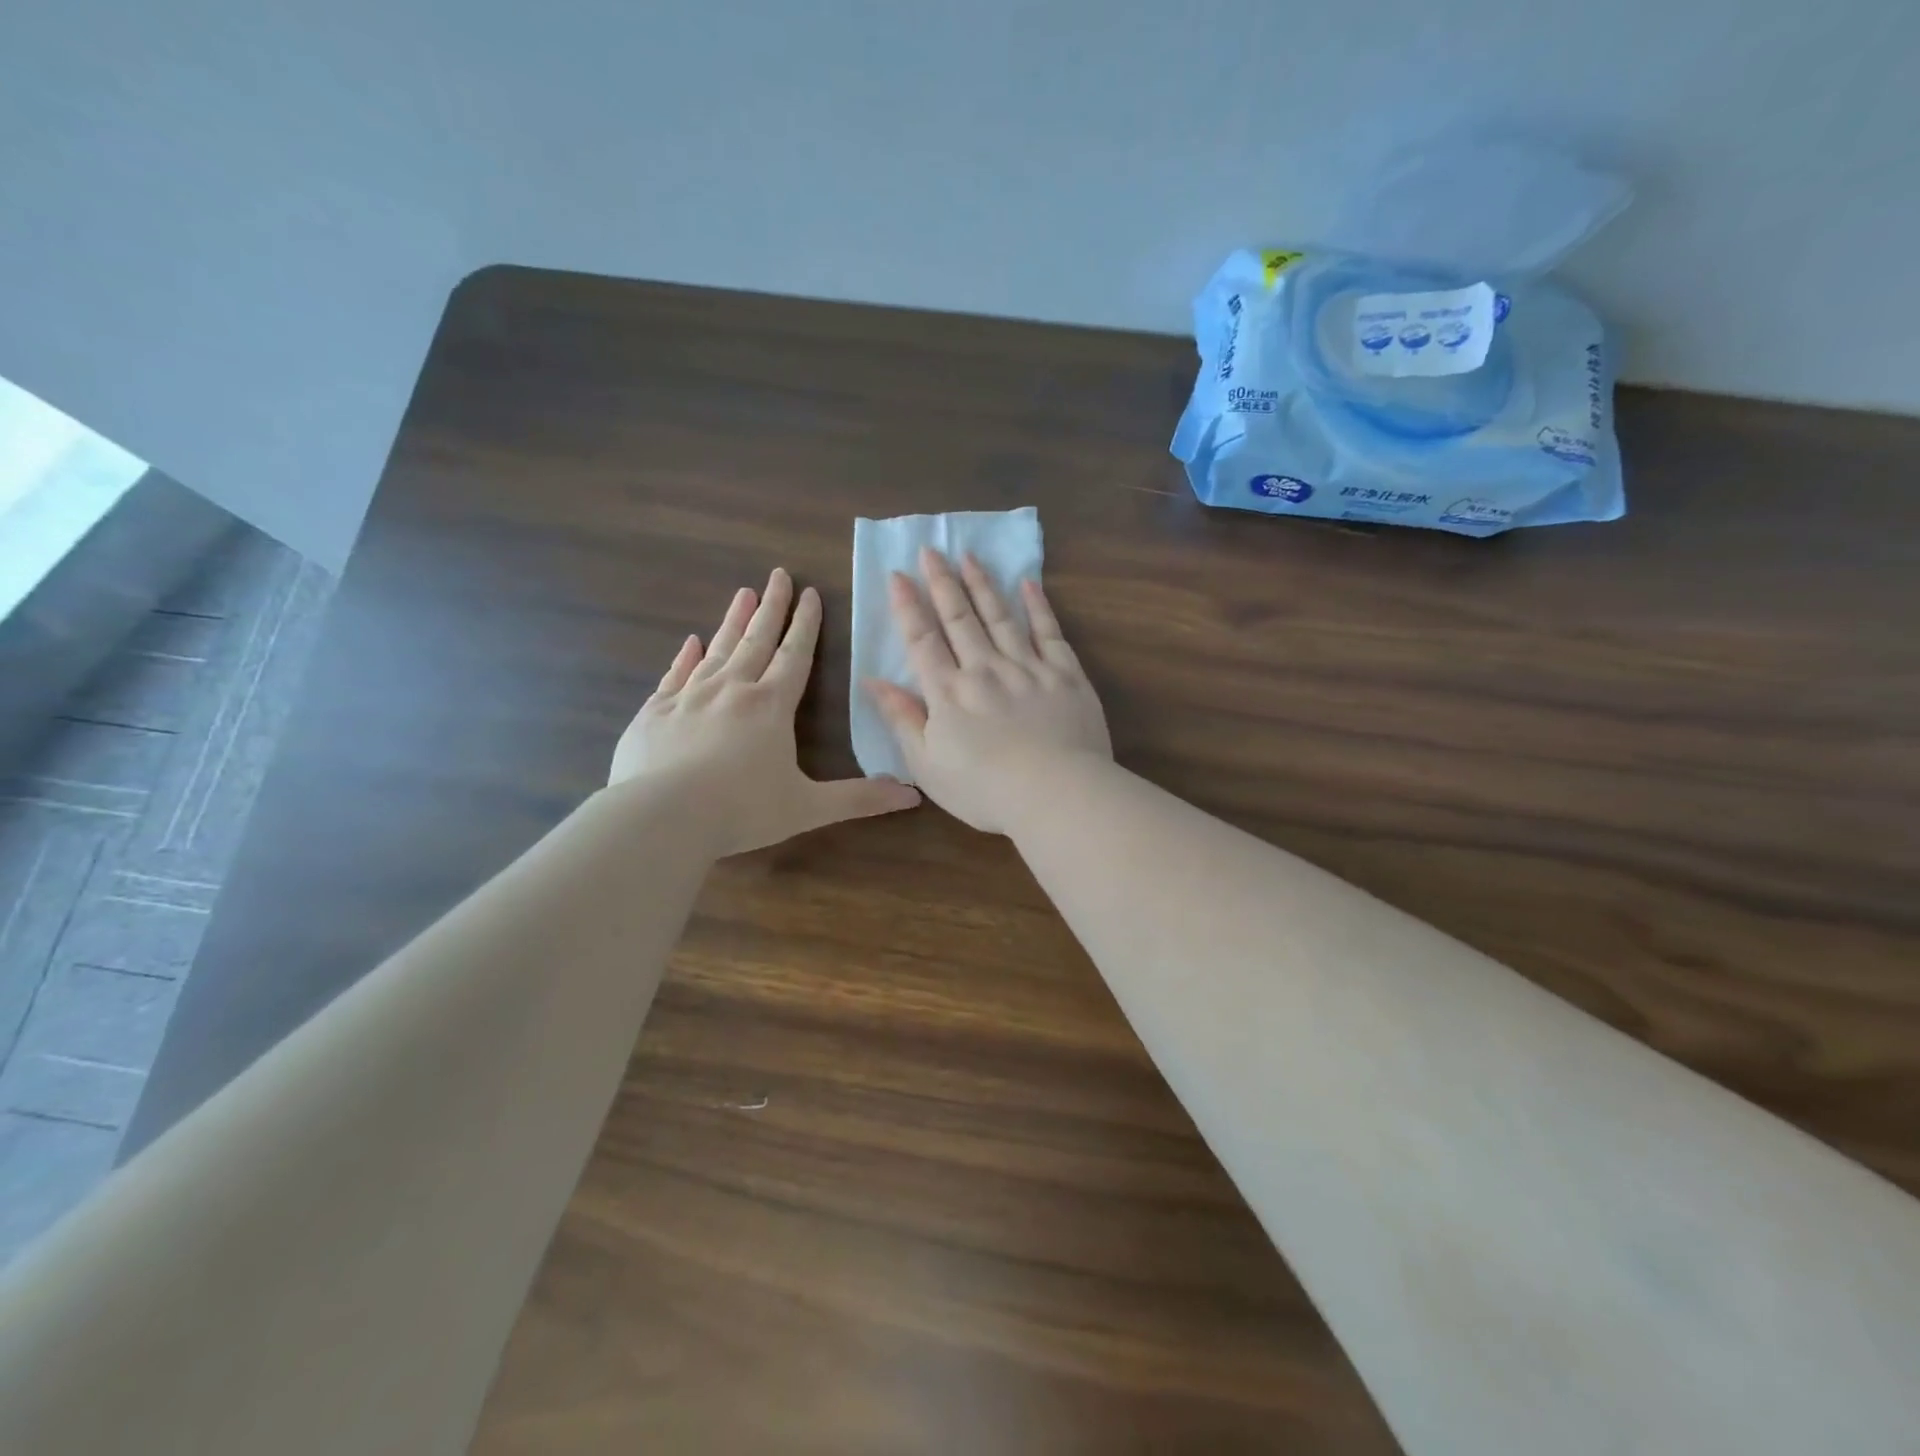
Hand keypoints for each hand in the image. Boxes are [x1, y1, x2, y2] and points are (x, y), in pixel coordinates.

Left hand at [611, 568, 919, 855]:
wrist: (660, 817)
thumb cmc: (741, 810)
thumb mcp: (808, 808)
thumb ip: (860, 799)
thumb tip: (913, 795)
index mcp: (771, 706)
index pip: (795, 655)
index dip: (806, 624)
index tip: (810, 593)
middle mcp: (732, 690)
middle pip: (756, 639)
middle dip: (772, 607)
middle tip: (778, 574)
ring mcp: (689, 697)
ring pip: (717, 649)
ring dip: (732, 621)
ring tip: (743, 593)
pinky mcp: (655, 712)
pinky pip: (675, 675)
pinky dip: (685, 656)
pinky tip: (690, 642)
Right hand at [863, 548, 1111, 833]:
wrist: (1056, 794)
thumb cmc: (985, 790)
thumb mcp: (927, 765)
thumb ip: (902, 719)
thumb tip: (873, 681)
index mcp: (949, 693)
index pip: (922, 640)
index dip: (908, 607)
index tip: (898, 575)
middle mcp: (985, 669)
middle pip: (959, 618)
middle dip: (942, 582)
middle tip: (931, 549)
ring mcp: (1028, 667)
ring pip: (1000, 616)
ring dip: (982, 584)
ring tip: (969, 556)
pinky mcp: (1065, 674)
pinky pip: (1048, 631)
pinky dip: (1037, 606)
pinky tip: (1027, 583)